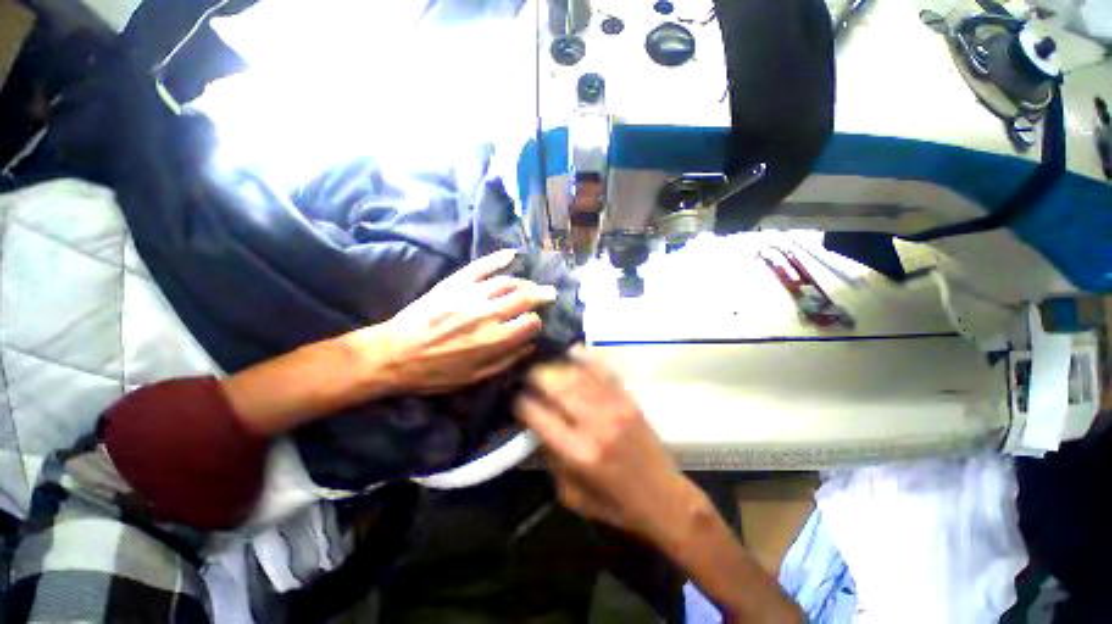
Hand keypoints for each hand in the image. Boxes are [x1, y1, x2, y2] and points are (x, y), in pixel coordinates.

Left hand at [365, 249, 557, 395]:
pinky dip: (498, 258)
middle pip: (525, 298)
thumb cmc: (435, 372)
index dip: (537, 323)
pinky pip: (481, 266)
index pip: (531, 323)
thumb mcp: (475, 377)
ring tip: (531, 284)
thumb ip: (506, 360)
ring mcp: (471, 294)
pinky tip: (512, 254)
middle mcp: (488, 313)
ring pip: (507, 281)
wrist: (394, 353)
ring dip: (524, 282)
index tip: (534, 325)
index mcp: (494, 340)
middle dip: (542, 295)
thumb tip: (530, 345)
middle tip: (550, 293)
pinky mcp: (455, 282)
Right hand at [516, 347, 701, 545]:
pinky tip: (572, 351)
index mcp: (578, 453)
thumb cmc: (615, 505)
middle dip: (537, 375)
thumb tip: (537, 427)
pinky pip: (603, 371)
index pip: (540, 416)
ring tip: (544, 361)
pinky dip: (585, 358)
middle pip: (558, 386)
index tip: (514, 396)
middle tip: (526, 372)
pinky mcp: (628, 399)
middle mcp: (595, 424)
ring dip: (557, 364)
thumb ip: (551, 460)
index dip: (522, 403)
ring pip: (579, 374)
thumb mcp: (572, 496)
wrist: (664, 499)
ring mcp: (615, 407)